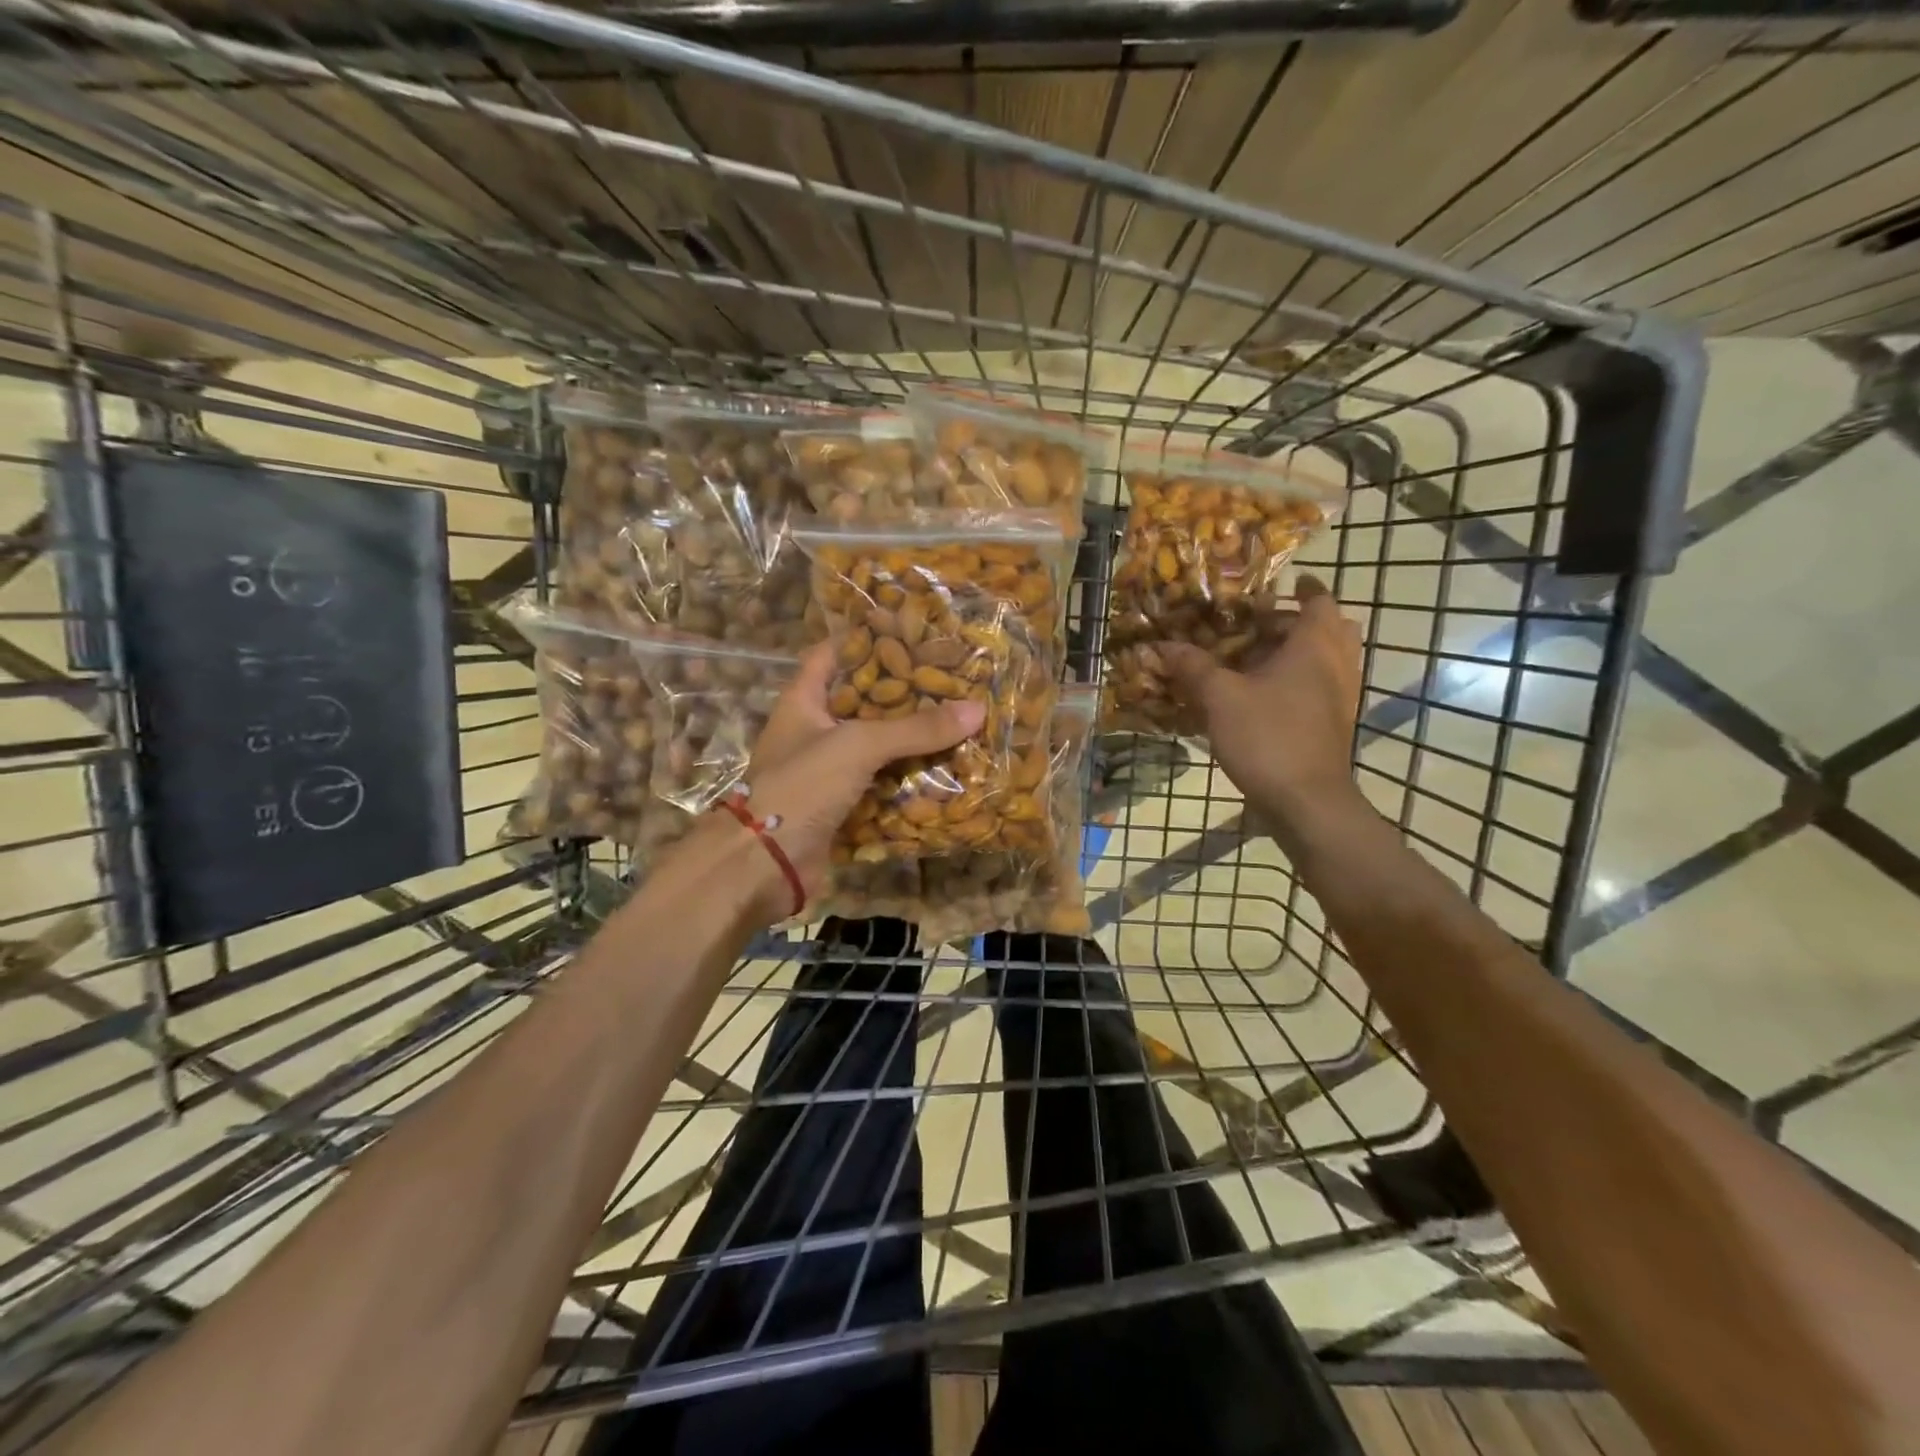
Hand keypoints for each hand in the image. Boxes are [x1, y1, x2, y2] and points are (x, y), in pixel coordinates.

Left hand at [734, 642, 984, 908]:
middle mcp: (815, 730)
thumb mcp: (859, 745)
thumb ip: (916, 728)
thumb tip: (976, 709)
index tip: (913, 633)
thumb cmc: (802, 786)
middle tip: (952, 682)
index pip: (834, 654)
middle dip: (906, 695)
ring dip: (912, 741)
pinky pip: (881, 785)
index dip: (868, 640)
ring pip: (877, 747)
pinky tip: (946, 772)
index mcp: (804, 700)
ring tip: (959, 722)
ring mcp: (827, 770)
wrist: (764, 864)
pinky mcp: (841, 805)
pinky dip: (909, 781)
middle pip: (864, 702)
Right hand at [1159, 576, 1363, 833]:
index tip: (1285, 582)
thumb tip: (1162, 645)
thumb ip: (1192, 667)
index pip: (1319, 600)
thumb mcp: (1219, 697)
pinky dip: (1300, 681)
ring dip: (1300, 652)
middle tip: (1264, 623)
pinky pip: (1322, 688)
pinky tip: (1265, 696)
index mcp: (1315, 646)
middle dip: (1300, 621)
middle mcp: (1337, 665)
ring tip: (1260, 658)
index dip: (1303, 588)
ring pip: (1328, 660)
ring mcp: (1341, 697)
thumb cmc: (1268, 737)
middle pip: (1331, 628)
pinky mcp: (1334, 725)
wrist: (1306, 802)